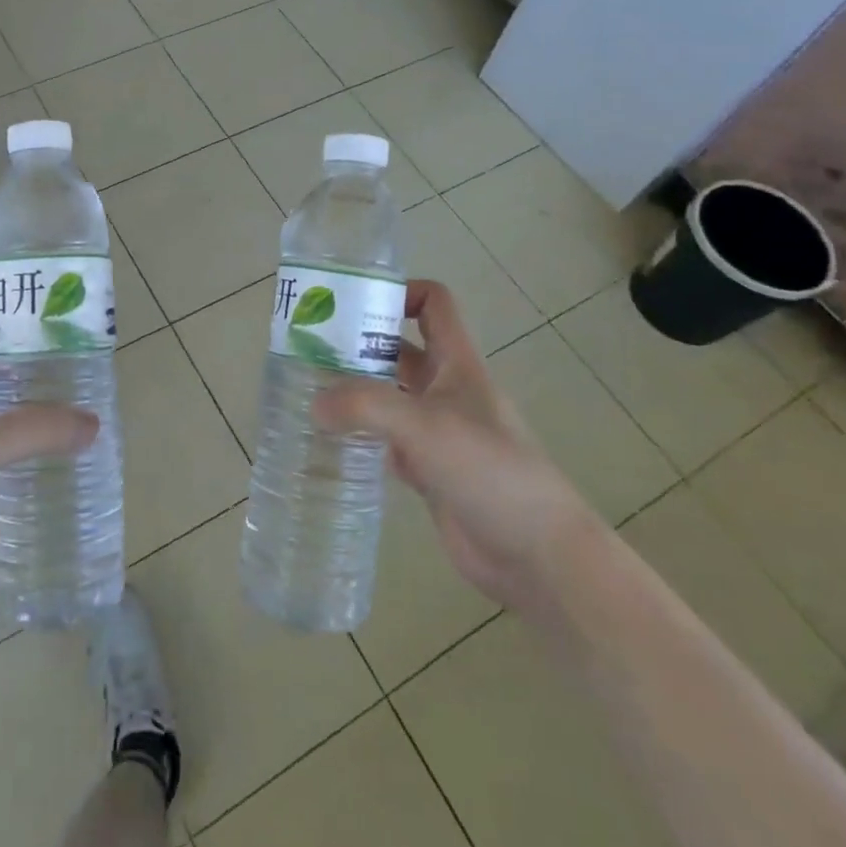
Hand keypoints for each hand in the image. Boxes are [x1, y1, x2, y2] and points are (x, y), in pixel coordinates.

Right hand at [313, 280, 599, 609]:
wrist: (537, 553)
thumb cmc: (489, 470)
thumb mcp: (424, 425)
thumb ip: (365, 406)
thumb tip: (315, 403)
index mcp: (457, 364)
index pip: (433, 305)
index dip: (399, 293)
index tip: (352, 304)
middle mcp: (446, 390)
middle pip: (399, 349)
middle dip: (359, 344)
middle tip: (308, 349)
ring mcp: (438, 432)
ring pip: (389, 396)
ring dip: (355, 391)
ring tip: (308, 391)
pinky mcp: (429, 470)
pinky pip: (387, 440)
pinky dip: (361, 436)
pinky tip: (331, 440)